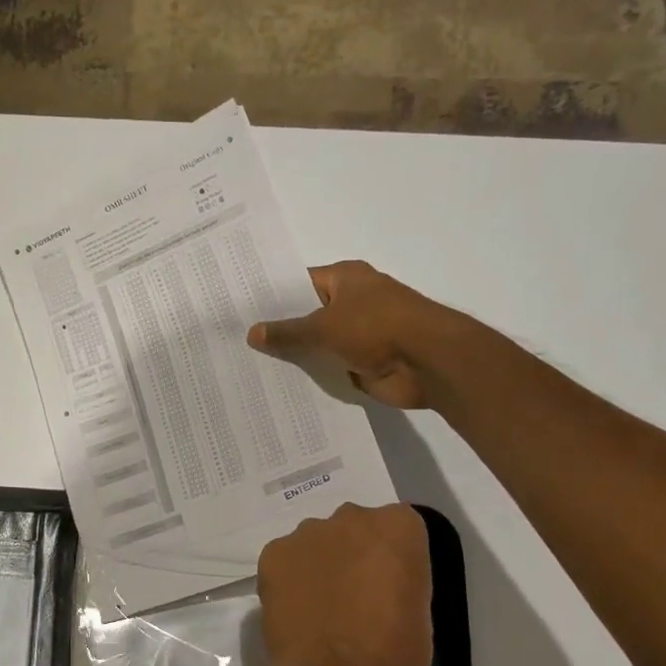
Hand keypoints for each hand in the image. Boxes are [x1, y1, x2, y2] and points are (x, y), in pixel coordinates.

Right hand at [247, 260, 444, 408]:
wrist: (428, 362)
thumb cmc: (376, 328)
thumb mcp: (323, 327)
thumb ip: (287, 333)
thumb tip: (251, 333)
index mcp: (345, 279)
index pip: (298, 284)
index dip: (271, 297)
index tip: (240, 311)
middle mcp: (352, 302)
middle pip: (307, 315)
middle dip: (279, 330)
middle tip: (237, 342)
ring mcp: (359, 334)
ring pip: (318, 344)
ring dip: (296, 356)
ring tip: (250, 367)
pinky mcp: (364, 363)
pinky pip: (330, 368)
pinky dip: (314, 377)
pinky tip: (281, 386)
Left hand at [251, 503, 433, 665]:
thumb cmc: (393, 655)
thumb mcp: (419, 610)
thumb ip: (399, 576)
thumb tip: (378, 578)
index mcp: (398, 527)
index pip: (398, 527)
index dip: (392, 557)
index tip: (389, 583)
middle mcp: (351, 517)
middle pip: (354, 527)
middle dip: (353, 552)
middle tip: (353, 594)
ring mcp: (307, 533)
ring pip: (316, 541)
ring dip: (319, 563)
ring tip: (320, 606)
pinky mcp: (272, 554)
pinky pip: (285, 559)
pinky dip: (290, 578)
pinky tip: (296, 609)